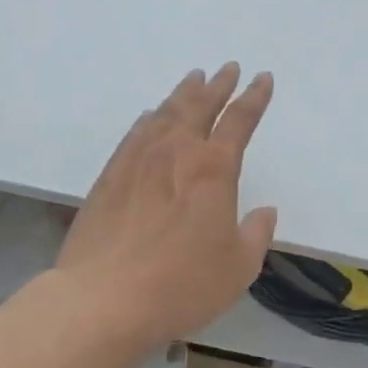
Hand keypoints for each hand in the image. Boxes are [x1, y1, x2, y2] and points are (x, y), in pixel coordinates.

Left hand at [54, 63, 277, 351]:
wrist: (102, 299)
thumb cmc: (181, 284)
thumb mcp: (238, 268)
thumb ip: (256, 234)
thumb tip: (264, 212)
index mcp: (213, 169)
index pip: (239, 121)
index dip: (254, 97)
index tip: (262, 78)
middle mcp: (176, 152)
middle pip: (200, 105)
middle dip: (219, 85)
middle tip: (228, 68)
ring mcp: (138, 160)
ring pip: (166, 112)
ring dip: (184, 92)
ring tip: (194, 78)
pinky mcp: (110, 175)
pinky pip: (136, 132)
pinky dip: (150, 117)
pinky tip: (152, 115)